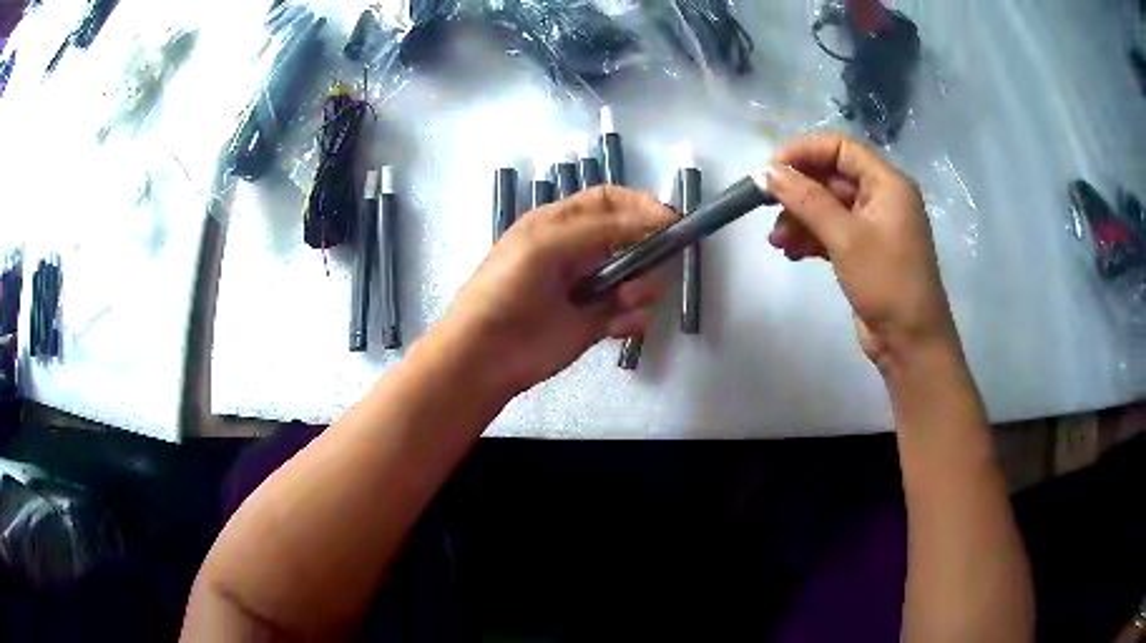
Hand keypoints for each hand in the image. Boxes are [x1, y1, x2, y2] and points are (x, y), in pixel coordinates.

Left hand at [430, 186, 674, 396]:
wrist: (485, 355)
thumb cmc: (506, 290)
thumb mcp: (545, 246)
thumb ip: (600, 229)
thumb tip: (656, 217)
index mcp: (561, 223)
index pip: (610, 200)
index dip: (641, 204)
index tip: (670, 220)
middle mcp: (579, 250)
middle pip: (633, 238)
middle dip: (648, 251)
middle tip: (648, 267)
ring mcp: (590, 287)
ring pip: (639, 277)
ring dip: (642, 288)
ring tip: (624, 303)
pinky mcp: (597, 323)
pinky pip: (632, 313)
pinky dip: (633, 319)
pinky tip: (618, 328)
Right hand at [766, 133, 957, 371]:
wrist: (910, 342)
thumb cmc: (887, 282)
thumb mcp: (845, 237)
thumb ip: (807, 200)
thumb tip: (768, 171)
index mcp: (887, 183)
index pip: (841, 148)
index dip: (805, 151)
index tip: (771, 168)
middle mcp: (881, 198)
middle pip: (832, 177)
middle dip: (799, 192)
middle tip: (766, 205)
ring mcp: (873, 226)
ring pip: (828, 206)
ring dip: (800, 218)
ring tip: (777, 240)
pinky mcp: (863, 251)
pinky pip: (831, 231)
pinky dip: (810, 238)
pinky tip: (791, 252)